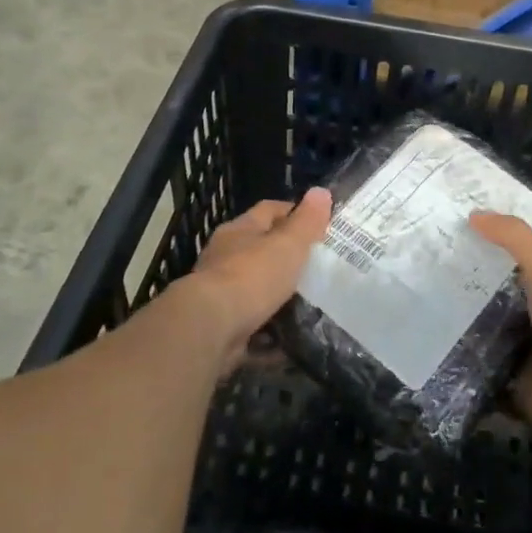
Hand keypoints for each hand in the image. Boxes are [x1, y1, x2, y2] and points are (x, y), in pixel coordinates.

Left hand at [179, 188, 331, 365]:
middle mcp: (224, 258)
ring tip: (311, 305)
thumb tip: (322, 191)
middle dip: (285, 258)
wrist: (209, 328)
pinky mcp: (220, 327)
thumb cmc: (251, 276)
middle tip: (318, 267)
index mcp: (239, 231)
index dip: (293, 212)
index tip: (319, 223)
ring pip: (254, 290)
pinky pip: (252, 329)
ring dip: (277, 297)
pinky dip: (269, 335)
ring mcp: (219, 294)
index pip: (268, 210)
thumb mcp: (288, 245)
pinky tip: (291, 342)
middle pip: (258, 250)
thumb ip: (307, 222)